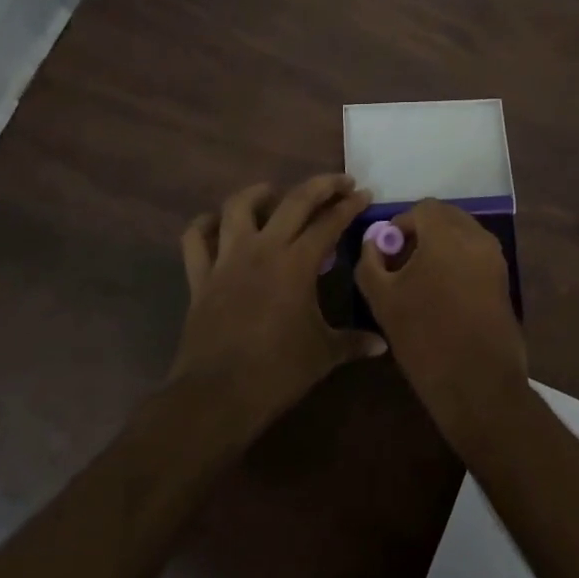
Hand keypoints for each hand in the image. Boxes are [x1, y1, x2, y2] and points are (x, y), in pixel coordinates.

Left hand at [170, 175, 384, 428]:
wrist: (217, 395)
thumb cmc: (277, 372)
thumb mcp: (323, 355)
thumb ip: (353, 342)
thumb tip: (382, 345)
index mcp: (297, 263)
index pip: (330, 223)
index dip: (350, 206)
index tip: (364, 194)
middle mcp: (263, 249)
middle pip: (294, 201)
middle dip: (321, 186)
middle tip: (339, 182)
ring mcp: (227, 259)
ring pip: (239, 207)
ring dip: (258, 193)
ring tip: (273, 193)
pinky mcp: (200, 276)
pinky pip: (196, 240)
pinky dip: (204, 226)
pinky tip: (216, 223)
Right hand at [354, 198, 527, 448]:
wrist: (478, 385)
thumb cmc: (425, 338)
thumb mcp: (382, 300)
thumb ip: (371, 262)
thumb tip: (374, 242)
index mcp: (446, 234)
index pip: (422, 209)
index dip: (401, 225)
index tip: (387, 252)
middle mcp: (476, 237)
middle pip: (446, 217)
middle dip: (422, 232)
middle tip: (401, 263)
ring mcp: (495, 258)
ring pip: (462, 235)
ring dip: (440, 246)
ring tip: (420, 281)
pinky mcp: (503, 280)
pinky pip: (475, 255)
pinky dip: (457, 262)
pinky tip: (441, 295)